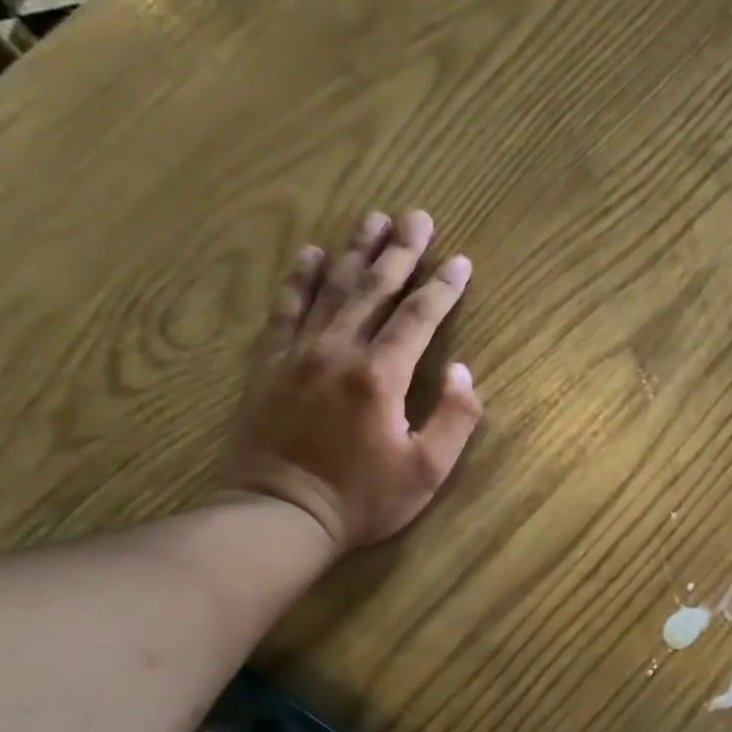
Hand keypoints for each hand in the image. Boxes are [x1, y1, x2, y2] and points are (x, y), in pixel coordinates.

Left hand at [222, 209, 482, 553]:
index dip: (443, 287)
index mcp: (380, 377)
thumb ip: (453, 419)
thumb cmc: (362, 499)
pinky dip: (299, 279)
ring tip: (372, 219)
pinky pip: (285, 309)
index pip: (418, 318)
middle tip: (417, 216)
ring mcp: (298, 353)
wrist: (279, 515)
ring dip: (355, 251)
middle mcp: (338, 351)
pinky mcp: (269, 364)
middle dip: (400, 251)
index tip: (461, 261)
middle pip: (373, 289)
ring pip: (331, 289)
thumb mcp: (426, 472)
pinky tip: (311, 254)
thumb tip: (462, 371)